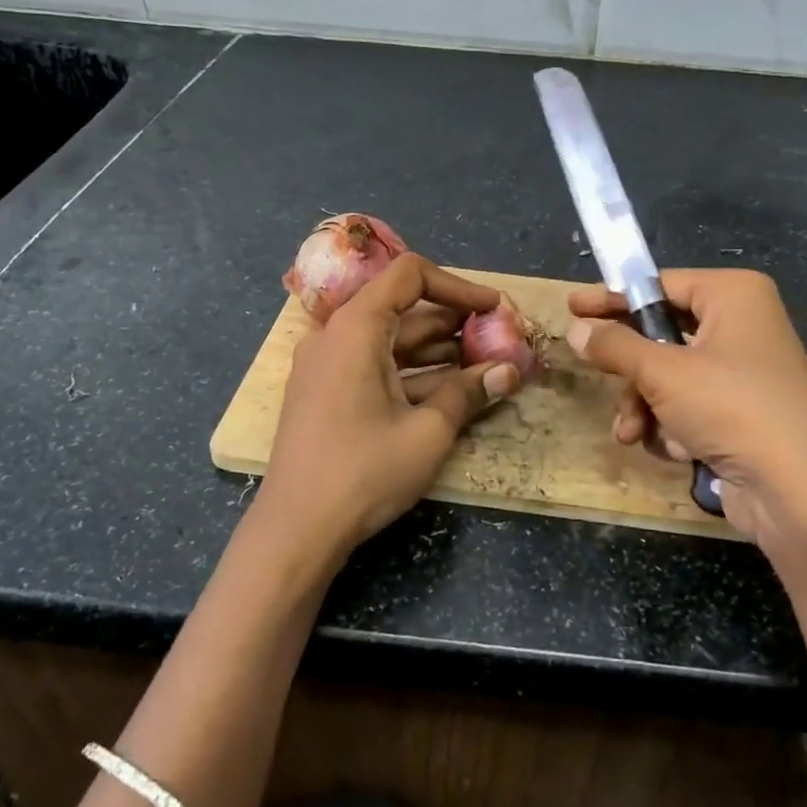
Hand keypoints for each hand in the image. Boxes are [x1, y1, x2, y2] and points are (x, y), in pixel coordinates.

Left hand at [255, 254, 519, 565]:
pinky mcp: (326, 393)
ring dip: (437, 351)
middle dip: (454, 323)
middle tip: (497, 341)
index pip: (409, 275)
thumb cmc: (364, 472)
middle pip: (402, 309)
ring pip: (390, 342)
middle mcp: (336, 336)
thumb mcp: (428, 432)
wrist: (296, 530)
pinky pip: (374, 367)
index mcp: (356, 328)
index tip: (493, 309)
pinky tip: (449, 392)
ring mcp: (327, 366)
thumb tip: (510, 371)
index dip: (458, 286)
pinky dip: (411, 374)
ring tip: (483, 367)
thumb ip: (470, 392)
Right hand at [567, 270, 806, 541]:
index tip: (573, 308)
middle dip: (631, 370)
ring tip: (632, 433)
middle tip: (598, 375)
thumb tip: (576, 329)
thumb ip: (614, 346)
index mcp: (734, 295)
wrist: (798, 490)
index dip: (614, 299)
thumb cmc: (730, 407)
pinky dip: (674, 426)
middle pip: (663, 335)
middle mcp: (743, 325)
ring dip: (646, 406)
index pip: (660, 285)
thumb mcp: (662, 372)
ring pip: (671, 376)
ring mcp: (746, 372)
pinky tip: (674, 450)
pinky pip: (692, 406)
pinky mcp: (744, 413)